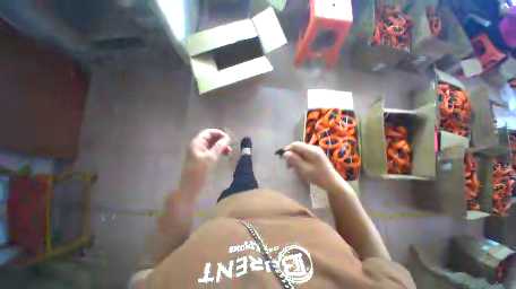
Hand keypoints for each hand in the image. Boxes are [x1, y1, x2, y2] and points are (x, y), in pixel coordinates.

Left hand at [178, 129, 230, 197]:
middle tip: (229, 148)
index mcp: (197, 143)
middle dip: (221, 140)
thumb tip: (227, 138)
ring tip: (229, 152)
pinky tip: (224, 155)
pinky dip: (219, 151)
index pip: (209, 132)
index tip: (228, 140)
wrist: (191, 188)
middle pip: (211, 138)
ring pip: (213, 145)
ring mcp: (200, 152)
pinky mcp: (203, 159)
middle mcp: (198, 145)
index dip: (219, 134)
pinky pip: (212, 151)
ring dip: (221, 146)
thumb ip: (219, 146)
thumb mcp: (211, 157)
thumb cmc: (200, 172)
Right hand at [283, 141, 342, 191]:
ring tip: (292, 166)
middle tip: (288, 165)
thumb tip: (285, 153)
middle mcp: (313, 148)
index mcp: (311, 150)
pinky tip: (299, 165)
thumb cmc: (318, 177)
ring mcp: (316, 151)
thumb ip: (294, 160)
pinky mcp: (316, 154)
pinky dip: (299, 158)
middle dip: (291, 154)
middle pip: (298, 146)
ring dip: (295, 156)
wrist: (333, 182)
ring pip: (300, 150)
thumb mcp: (304, 170)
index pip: (296, 145)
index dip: (288, 149)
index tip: (283, 158)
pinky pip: (304, 153)